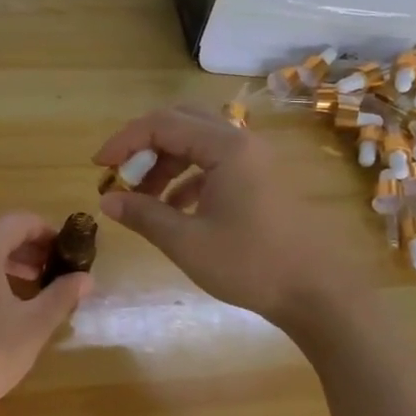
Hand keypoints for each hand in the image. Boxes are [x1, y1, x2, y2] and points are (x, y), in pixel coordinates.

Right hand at [94, 105, 364, 329]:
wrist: (317, 293)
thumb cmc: (251, 265)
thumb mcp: (187, 242)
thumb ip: (144, 215)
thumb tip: (107, 201)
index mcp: (226, 147)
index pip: (162, 124)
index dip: (124, 141)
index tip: (98, 167)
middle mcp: (241, 142)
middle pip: (181, 123)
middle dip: (144, 147)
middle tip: (120, 175)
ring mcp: (254, 160)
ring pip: (197, 144)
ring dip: (164, 164)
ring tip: (141, 199)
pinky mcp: (259, 179)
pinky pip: (213, 164)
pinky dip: (186, 178)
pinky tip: (172, 210)